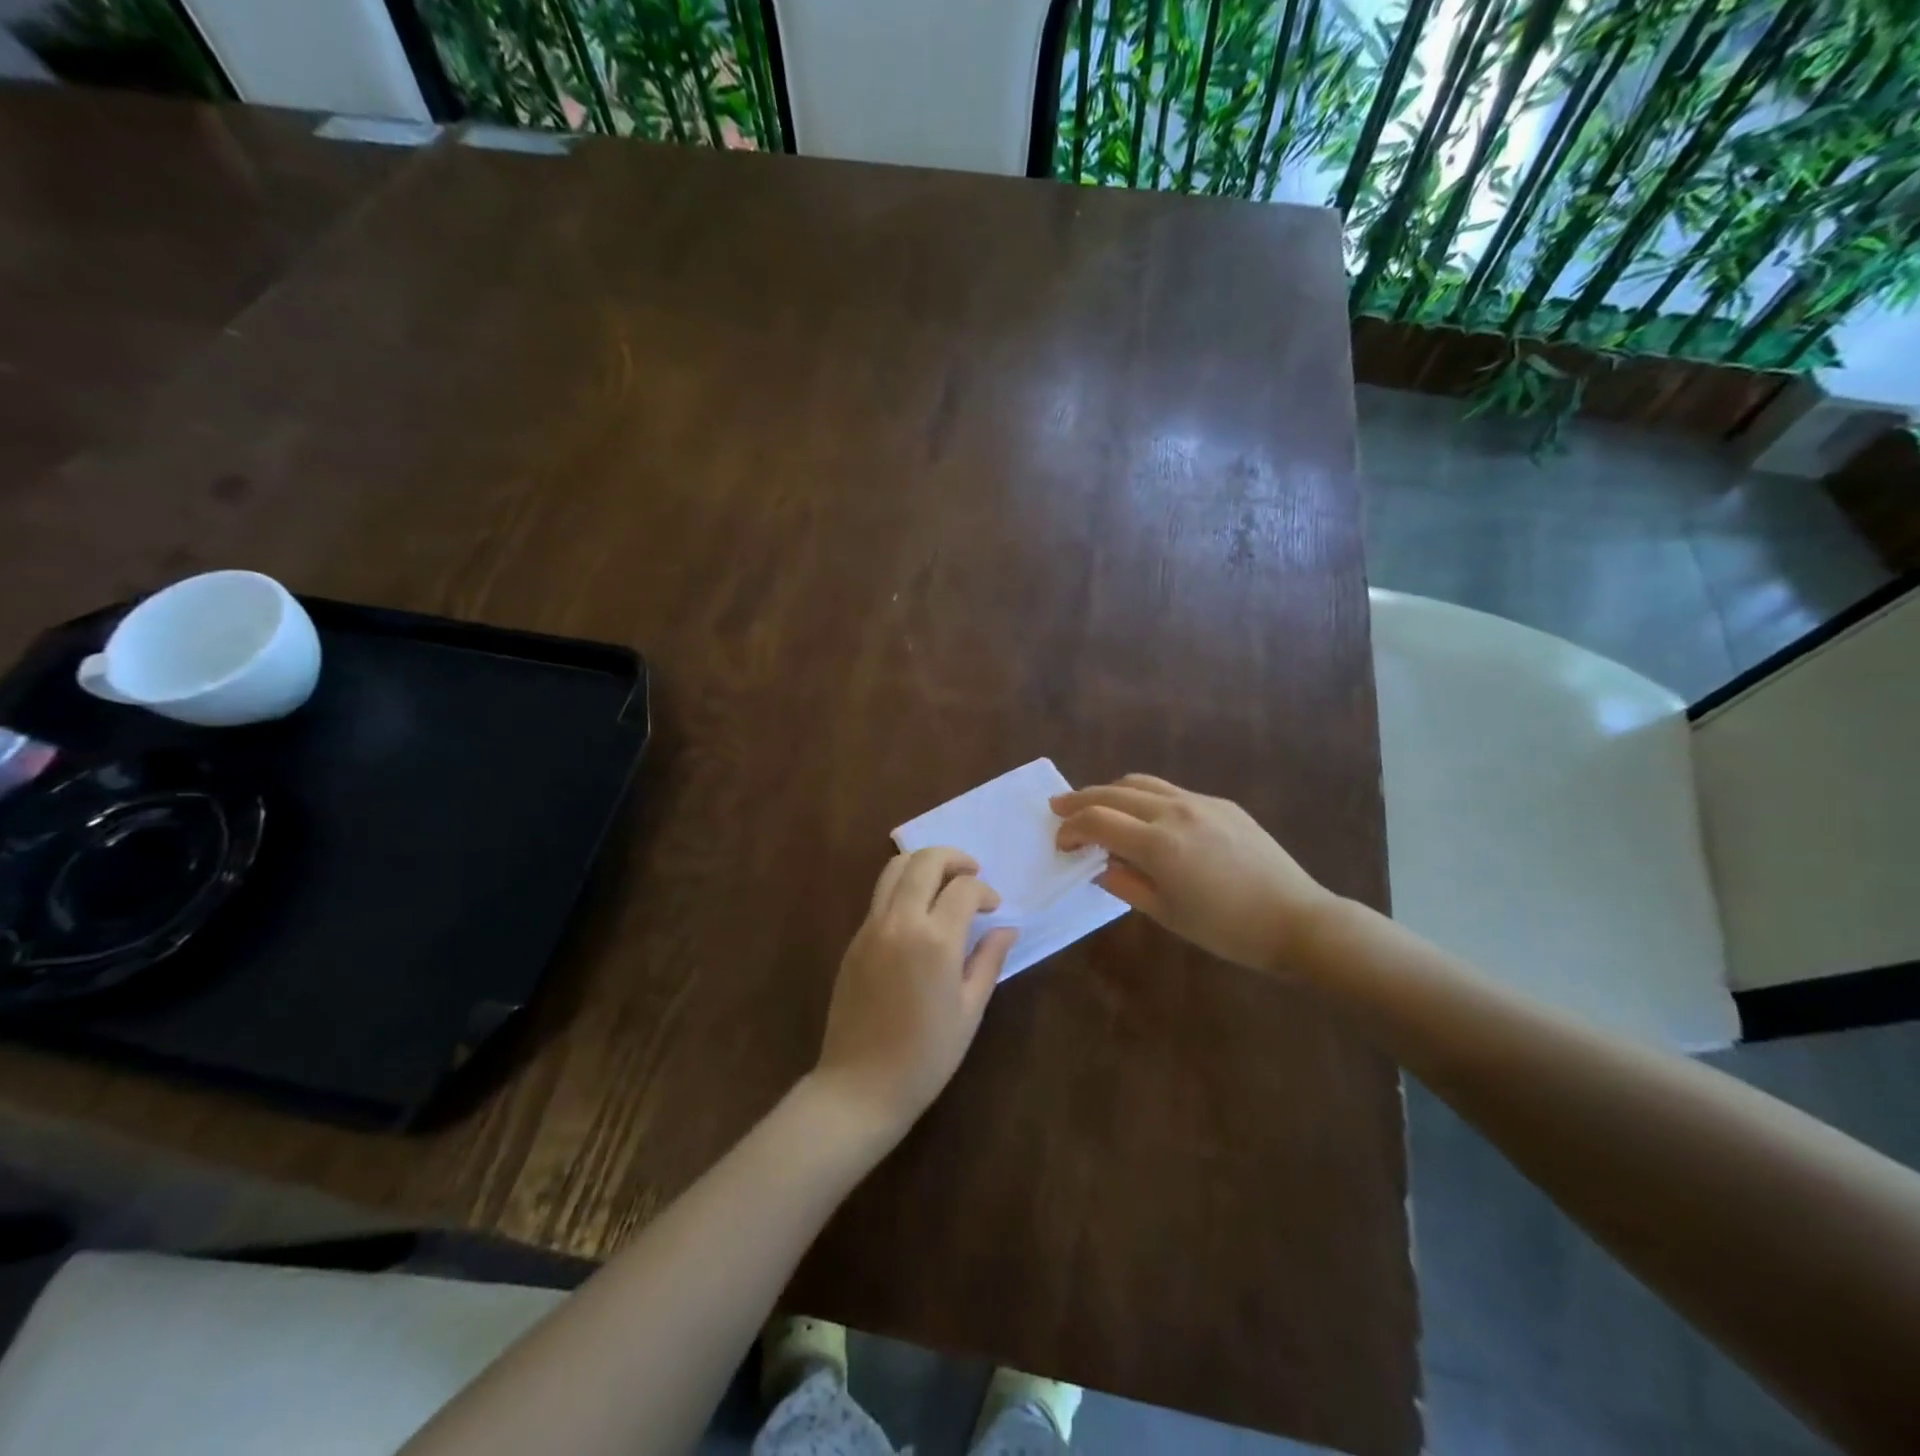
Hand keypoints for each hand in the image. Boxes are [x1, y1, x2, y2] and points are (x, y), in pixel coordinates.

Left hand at [813, 847, 1017, 1137]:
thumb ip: (989, 961)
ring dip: (924, 864)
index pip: (964, 888)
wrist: (860, 1085)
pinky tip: (919, 912)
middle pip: (924, 861)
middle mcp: (900, 922)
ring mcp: (871, 927)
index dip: (985, 891)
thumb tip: (1007, 928)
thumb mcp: (969, 1010)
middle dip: (954, 858)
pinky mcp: (855, 939)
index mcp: (935, 940)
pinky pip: (880, 895)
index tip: (995, 908)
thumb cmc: (926, 1055)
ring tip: (944, 883)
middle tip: (972, 874)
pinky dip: (903, 886)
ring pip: (894, 868)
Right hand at [1052, 775, 1335, 972]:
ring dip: (1111, 791)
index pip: (1096, 820)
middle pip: (1112, 792)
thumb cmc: (1227, 929)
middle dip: (1080, 800)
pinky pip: (1170, 790)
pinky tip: (1145, 817)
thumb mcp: (1167, 914)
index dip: (1070, 828)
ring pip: (1141, 782)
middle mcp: (1174, 811)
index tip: (1061, 844)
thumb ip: (1125, 884)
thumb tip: (1100, 865)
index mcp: (1158, 843)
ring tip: (1097, 806)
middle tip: (1059, 808)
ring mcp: (1200, 801)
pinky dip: (1144, 797)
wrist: (1296, 920)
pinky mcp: (1221, 803)